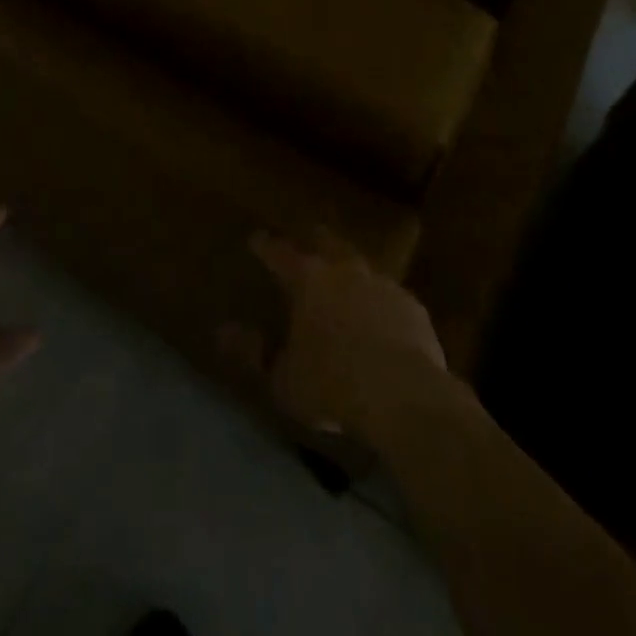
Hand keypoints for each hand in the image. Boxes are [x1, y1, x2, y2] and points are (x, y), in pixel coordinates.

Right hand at [225, 228, 448, 442]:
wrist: (404, 395)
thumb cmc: (332, 384)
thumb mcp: (283, 378)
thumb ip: (253, 353)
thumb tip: (223, 332)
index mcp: (307, 279)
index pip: (278, 253)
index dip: (264, 246)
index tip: (255, 239)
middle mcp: (344, 270)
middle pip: (325, 242)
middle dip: (313, 240)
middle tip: (306, 243)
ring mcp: (382, 284)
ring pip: (361, 265)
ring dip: (350, 271)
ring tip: (344, 281)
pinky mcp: (412, 306)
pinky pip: (390, 296)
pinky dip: (380, 302)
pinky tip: (381, 319)